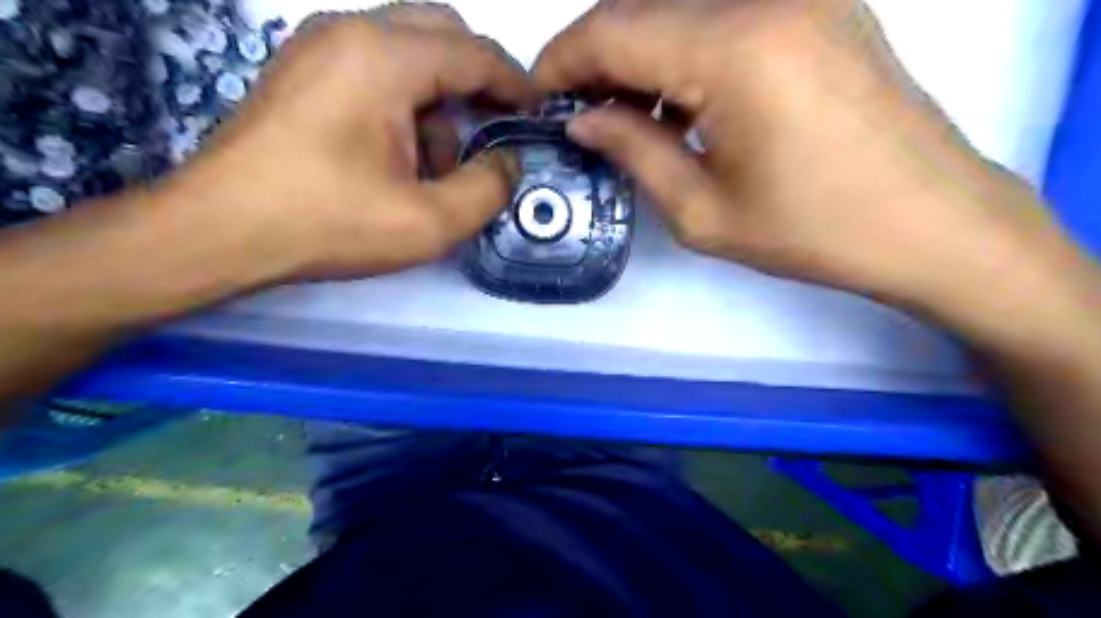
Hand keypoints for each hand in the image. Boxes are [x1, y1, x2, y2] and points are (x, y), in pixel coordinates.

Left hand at [165, 2, 534, 280]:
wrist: (220, 231)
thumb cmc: (328, 224)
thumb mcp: (430, 222)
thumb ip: (488, 188)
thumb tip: (507, 161)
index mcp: (384, 58)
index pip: (474, 53)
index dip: (515, 83)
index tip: (537, 112)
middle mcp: (352, 31)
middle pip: (443, 34)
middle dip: (478, 81)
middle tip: (494, 129)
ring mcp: (321, 46)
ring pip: (410, 51)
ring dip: (439, 100)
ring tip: (435, 166)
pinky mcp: (305, 70)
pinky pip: (377, 68)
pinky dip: (406, 104)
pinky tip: (399, 157)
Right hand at [533, 0, 1081, 326]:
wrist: (931, 222)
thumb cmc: (812, 232)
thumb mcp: (702, 212)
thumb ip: (633, 151)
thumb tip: (582, 121)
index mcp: (734, 47)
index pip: (612, 28)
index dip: (561, 60)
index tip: (537, 99)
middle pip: (642, 5)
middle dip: (596, 57)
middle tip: (577, 113)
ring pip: (681, 6)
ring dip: (639, 54)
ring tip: (625, 115)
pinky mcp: (820, 5)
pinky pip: (724, 13)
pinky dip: (684, 50)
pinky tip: (681, 101)